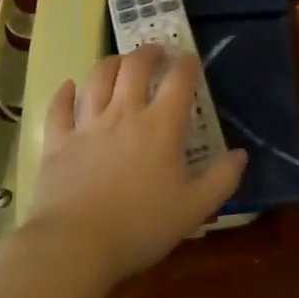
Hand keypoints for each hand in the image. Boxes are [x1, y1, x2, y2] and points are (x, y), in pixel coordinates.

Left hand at [22, 47, 247, 288]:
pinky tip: (68, 85)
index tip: (190, 60)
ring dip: (110, 63)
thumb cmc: (141, 226)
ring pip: (97, 78)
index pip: (179, 80)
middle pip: (134, 66)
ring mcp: (87, 124)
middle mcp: (124, 113)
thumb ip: (221, 179)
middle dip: (147, 53)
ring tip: (118, 62)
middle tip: (155, 53)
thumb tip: (241, 154)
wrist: (75, 244)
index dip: (187, 64)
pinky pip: (59, 108)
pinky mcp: (57, 141)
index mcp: (161, 126)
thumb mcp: (194, 209)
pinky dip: (64, 93)